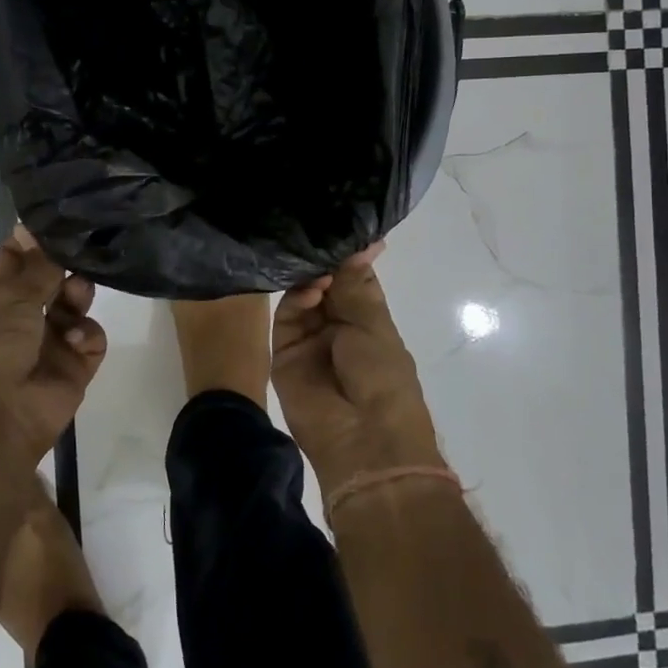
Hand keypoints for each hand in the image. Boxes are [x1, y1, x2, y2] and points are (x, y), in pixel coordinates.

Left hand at [0, 226, 106, 468]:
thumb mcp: (9, 298)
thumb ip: (35, 266)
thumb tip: (34, 227)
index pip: (16, 257)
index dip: (35, 239)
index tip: (63, 217)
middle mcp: (22, 316)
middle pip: (52, 278)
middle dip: (66, 264)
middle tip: (82, 252)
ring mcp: (49, 341)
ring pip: (75, 303)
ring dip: (78, 294)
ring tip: (76, 296)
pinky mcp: (74, 367)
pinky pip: (91, 339)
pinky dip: (87, 335)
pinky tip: (75, 342)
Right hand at [270, 243, 445, 497]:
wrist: (363, 441)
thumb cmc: (384, 380)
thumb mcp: (375, 326)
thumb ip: (356, 285)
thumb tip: (361, 244)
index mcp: (368, 323)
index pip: (354, 280)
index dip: (351, 256)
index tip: (346, 226)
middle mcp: (336, 328)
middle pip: (325, 285)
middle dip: (326, 263)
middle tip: (322, 237)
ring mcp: (309, 340)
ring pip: (303, 297)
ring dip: (312, 279)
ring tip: (319, 270)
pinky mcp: (283, 352)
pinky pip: (287, 317)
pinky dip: (297, 299)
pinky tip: (310, 289)